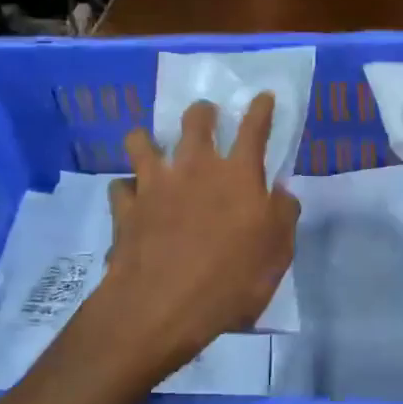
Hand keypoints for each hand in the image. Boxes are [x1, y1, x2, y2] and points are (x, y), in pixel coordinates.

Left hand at [99, 93, 300, 375]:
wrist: (161, 306)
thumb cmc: (230, 280)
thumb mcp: (277, 253)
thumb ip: (283, 216)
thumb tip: (281, 193)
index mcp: (237, 175)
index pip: (254, 129)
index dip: (261, 110)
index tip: (263, 96)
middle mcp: (195, 168)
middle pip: (195, 122)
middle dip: (202, 112)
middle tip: (205, 113)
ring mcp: (154, 185)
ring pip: (142, 143)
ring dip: (147, 139)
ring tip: (150, 144)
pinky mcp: (125, 208)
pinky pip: (119, 187)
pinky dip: (125, 188)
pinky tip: (129, 196)